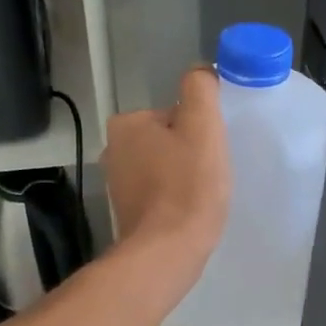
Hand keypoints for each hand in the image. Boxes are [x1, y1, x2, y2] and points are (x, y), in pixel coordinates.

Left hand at [102, 66, 230, 295]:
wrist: (167, 252)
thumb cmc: (187, 186)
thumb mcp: (202, 126)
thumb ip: (200, 89)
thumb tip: (201, 73)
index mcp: (127, 124)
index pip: (175, 114)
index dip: (200, 130)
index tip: (211, 152)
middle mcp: (114, 150)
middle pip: (169, 140)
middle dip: (190, 154)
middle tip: (210, 174)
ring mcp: (118, 184)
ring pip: (165, 167)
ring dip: (184, 177)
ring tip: (201, 196)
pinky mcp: (127, 212)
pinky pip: (160, 194)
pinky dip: (175, 199)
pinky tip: (189, 213)